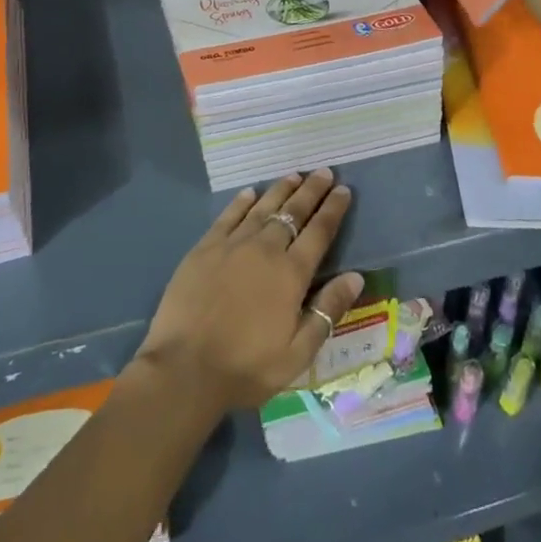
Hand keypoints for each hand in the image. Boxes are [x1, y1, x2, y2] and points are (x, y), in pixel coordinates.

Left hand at [133, 170, 366, 411]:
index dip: (333, 209)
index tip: (343, 190)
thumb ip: (327, 311)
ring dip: (281, 190)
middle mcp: (265, 250)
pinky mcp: (204, 248)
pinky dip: (242, 202)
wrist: (184, 368)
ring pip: (262, 208)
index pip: (319, 232)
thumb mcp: (298, 352)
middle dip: (311, 191)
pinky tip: (250, 193)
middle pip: (293, 212)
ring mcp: (232, 245)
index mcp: (291, 274)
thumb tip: (356, 277)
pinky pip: (228, 216)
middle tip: (324, 172)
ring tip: (295, 175)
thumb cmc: (246, 367)